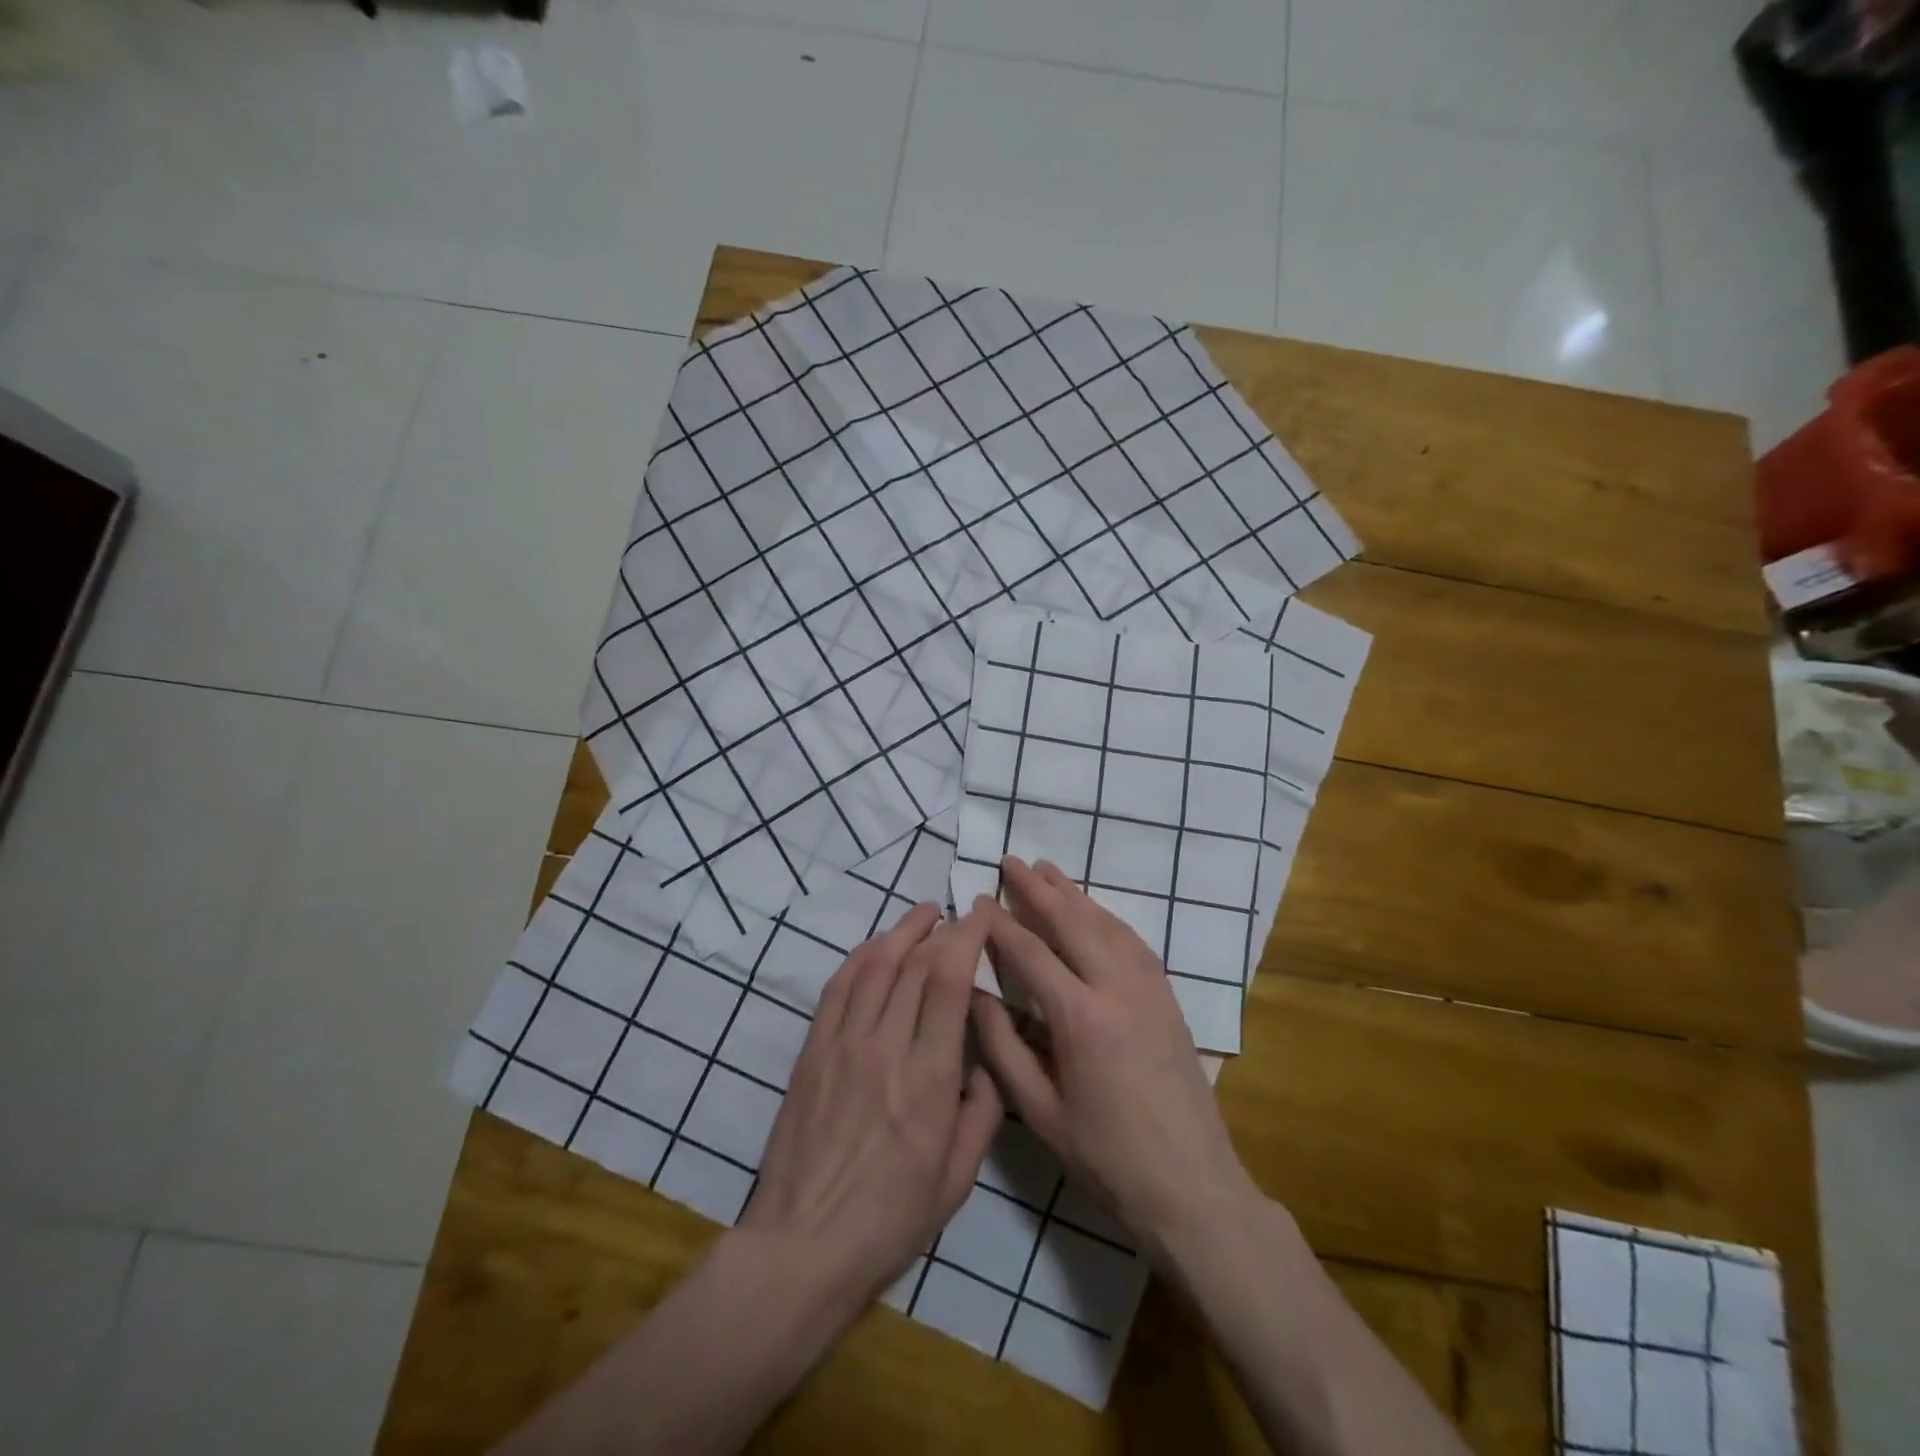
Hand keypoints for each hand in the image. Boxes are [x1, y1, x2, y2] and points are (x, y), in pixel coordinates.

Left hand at [739, 903, 1003, 1309]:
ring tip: (924, 915)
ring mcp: (842, 1045)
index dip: (968, 936)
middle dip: (942, 928)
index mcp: (928, 1079)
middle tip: (959, 914)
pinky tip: (877, 947)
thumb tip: (986, 1063)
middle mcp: (884, 1048)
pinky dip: (861, 956)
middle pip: (914, 964)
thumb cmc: (890, 1221)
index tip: (984, 911)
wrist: (802, 1246)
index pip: (949, 982)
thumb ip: (983, 1113)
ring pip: (874, 965)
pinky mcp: (812, 1051)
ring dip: (902, 931)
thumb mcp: (958, 1180)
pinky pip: (838, 987)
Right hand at [969, 858, 1256, 1259]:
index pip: (1031, 953)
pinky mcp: (1168, 997)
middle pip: (1072, 922)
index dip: (1001, 924)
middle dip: (1037, 889)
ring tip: (1047, 870)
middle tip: (1010, 861)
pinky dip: (1107, 916)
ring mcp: (1149, 988)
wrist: (1191, 1185)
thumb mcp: (1039, 1112)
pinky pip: (1134, 941)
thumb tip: (975, 994)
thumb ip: (1002, 1047)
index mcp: (1080, 1017)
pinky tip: (1094, 910)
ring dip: (1074, 893)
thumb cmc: (1106, 1156)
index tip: (978, 901)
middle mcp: (1117, 988)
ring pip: (1106, 923)